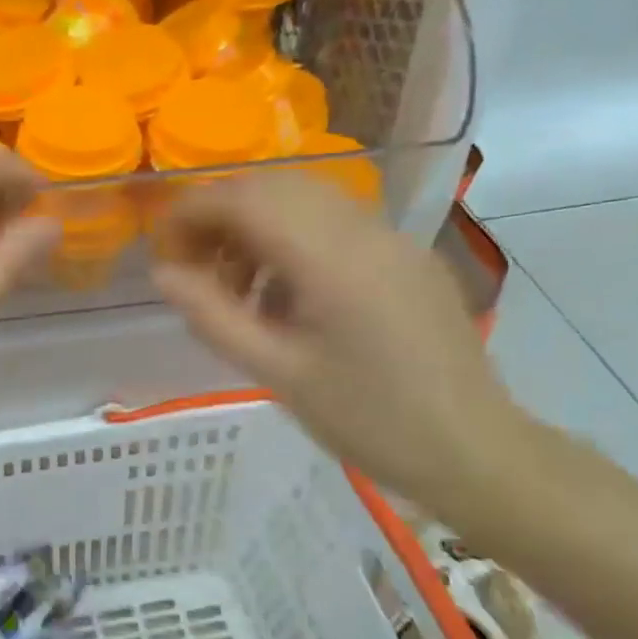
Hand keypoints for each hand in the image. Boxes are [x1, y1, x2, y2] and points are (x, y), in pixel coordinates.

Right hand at [151, 172, 523, 513]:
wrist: (476, 452)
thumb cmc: (368, 420)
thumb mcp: (276, 373)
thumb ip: (212, 316)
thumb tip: (162, 272)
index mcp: (331, 259)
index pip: (244, 200)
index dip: (191, 212)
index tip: (162, 247)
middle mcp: (364, 230)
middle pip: (271, 186)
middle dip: (220, 215)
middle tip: (194, 266)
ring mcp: (391, 237)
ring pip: (302, 198)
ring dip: (255, 224)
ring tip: (236, 285)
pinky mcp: (406, 254)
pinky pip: (333, 221)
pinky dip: (291, 237)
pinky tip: (285, 293)